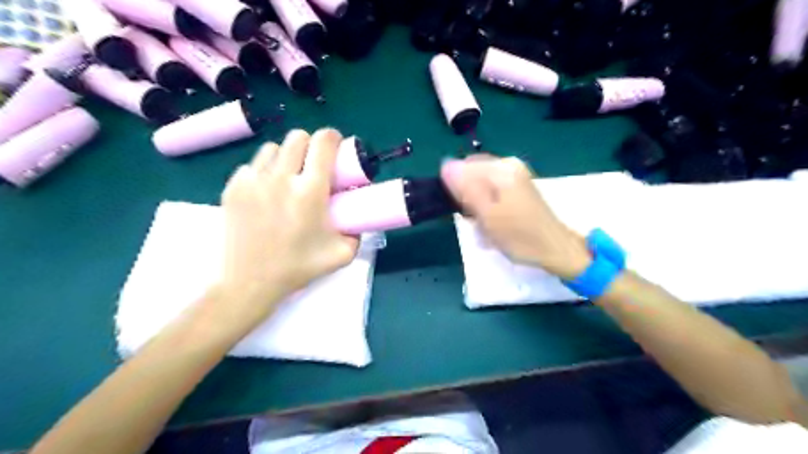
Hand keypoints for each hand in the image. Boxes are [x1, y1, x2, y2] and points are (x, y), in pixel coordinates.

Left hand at [212, 130, 359, 323]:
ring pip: (273, 148)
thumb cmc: (299, 268)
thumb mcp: (342, 253)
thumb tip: (357, 214)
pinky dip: (264, 171)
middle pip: (298, 137)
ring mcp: (252, 180)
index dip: (333, 138)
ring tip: (288, 178)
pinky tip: (267, 192)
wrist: (250, 283)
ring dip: (286, 156)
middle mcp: (281, 178)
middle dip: (310, 146)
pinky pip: (253, 165)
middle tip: (313, 166)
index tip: (336, 148)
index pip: (323, 142)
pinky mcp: (233, 187)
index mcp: (310, 191)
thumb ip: (357, 231)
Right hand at [444, 154, 591, 277]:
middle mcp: (508, 166)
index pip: (462, 167)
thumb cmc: (519, 235)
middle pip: (471, 176)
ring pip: (480, 187)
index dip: (456, 189)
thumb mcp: (487, 215)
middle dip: (467, 199)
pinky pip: (492, 194)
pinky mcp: (518, 189)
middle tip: (475, 221)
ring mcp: (515, 176)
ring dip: (477, 207)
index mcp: (501, 168)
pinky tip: (493, 226)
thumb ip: (466, 188)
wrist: (556, 249)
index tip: (463, 211)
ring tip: (485, 228)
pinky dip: (488, 209)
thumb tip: (446, 165)